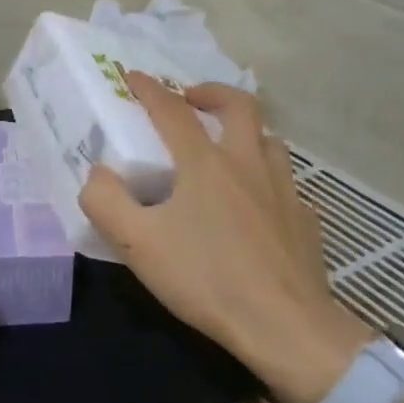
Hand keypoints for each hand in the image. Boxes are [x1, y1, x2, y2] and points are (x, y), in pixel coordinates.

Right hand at [79, 75, 372, 402]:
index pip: (172, 110)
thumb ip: (106, 202)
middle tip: (191, 99)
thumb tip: (98, 173)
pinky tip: (257, 204)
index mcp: (205, 163)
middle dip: (211, 92)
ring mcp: (283, 190)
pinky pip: (285, 183)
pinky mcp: (305, 220)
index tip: (132, 76)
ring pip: (270, 139)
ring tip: (226, 147)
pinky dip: (266, 177)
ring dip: (245, 131)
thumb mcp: (138, 244)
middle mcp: (248, 164)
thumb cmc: (206, 279)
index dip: (149, 89)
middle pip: (239, 106)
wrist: (285, 326)